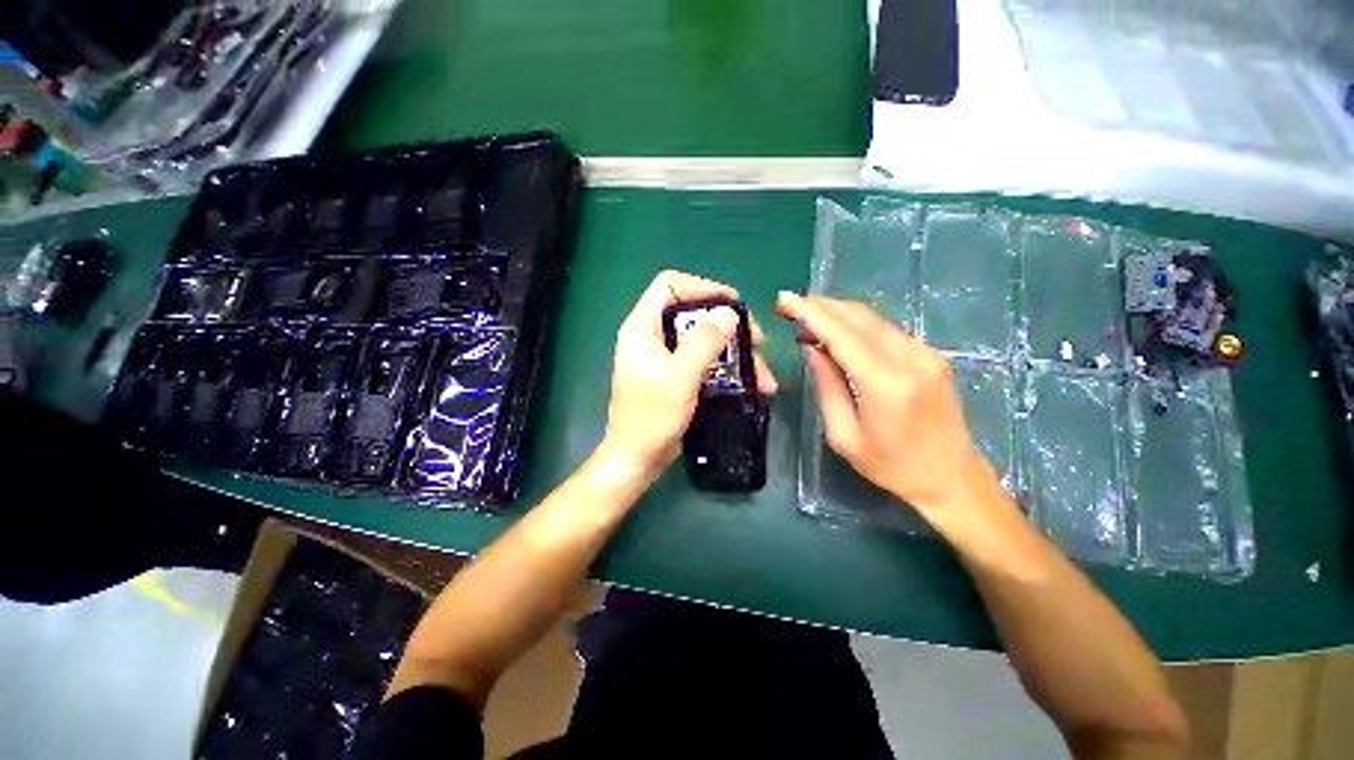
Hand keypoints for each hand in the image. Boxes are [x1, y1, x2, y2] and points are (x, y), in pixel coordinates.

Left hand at [601, 271, 777, 477]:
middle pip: (694, 311)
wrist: (637, 460)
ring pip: (705, 338)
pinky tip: (751, 384)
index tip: (734, 306)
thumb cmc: (651, 421)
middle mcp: (652, 336)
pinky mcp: (676, 373)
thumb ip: (702, 344)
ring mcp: (665, 356)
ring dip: (736, 352)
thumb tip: (728, 313)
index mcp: (642, 328)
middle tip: (757, 341)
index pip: (670, 286)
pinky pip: (706, 359)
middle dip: (729, 325)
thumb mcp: (679, 380)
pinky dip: (728, 368)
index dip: (703, 288)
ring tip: (763, 375)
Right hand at [777, 292, 1004, 518]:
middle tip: (791, 304)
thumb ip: (827, 385)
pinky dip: (857, 324)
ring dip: (838, 312)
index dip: (810, 313)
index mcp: (885, 383)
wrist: (951, 477)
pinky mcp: (931, 355)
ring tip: (808, 316)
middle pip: (858, 317)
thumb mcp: (843, 435)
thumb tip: (812, 348)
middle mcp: (909, 359)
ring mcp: (925, 354)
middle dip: (821, 306)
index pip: (841, 334)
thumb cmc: (891, 466)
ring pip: (873, 319)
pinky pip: (886, 330)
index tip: (784, 299)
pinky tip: (839, 330)